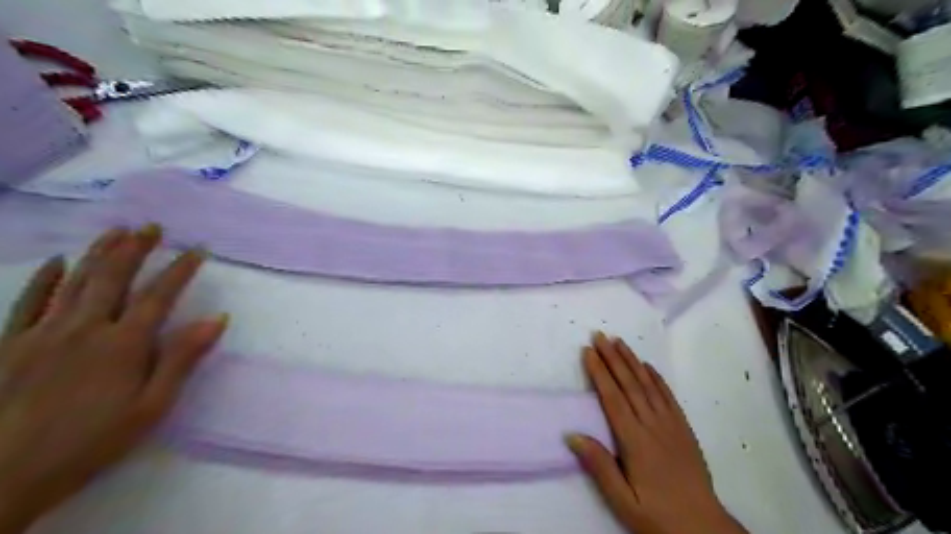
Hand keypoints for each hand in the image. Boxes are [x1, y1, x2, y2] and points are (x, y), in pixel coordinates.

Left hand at [0, 225, 225, 532]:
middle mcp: (85, 328)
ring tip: (116, 231)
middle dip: (136, 249)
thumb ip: (181, 359)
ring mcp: (44, 333)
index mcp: (124, 344)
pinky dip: (45, 278)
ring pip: (75, 281)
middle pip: (114, 278)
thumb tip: (217, 319)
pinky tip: (56, 262)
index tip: (197, 250)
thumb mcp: (152, 406)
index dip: (180, 270)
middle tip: (152, 227)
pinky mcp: (11, 344)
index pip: (159, 296)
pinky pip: (29, 301)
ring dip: (98, 253)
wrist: (2, 475)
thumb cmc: (92, 441)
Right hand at [568, 333, 746, 533]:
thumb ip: (598, 466)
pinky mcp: (683, 429)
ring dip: (632, 361)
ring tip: (619, 341)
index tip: (588, 351)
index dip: (599, 372)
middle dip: (612, 357)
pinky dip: (657, 378)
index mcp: (634, 441)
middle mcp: (652, 425)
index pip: (612, 398)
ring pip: (648, 385)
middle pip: (628, 384)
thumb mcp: (622, 501)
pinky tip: (647, 366)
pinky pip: (668, 397)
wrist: (703, 528)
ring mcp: (670, 425)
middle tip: (599, 335)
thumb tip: (572, 435)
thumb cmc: (657, 515)